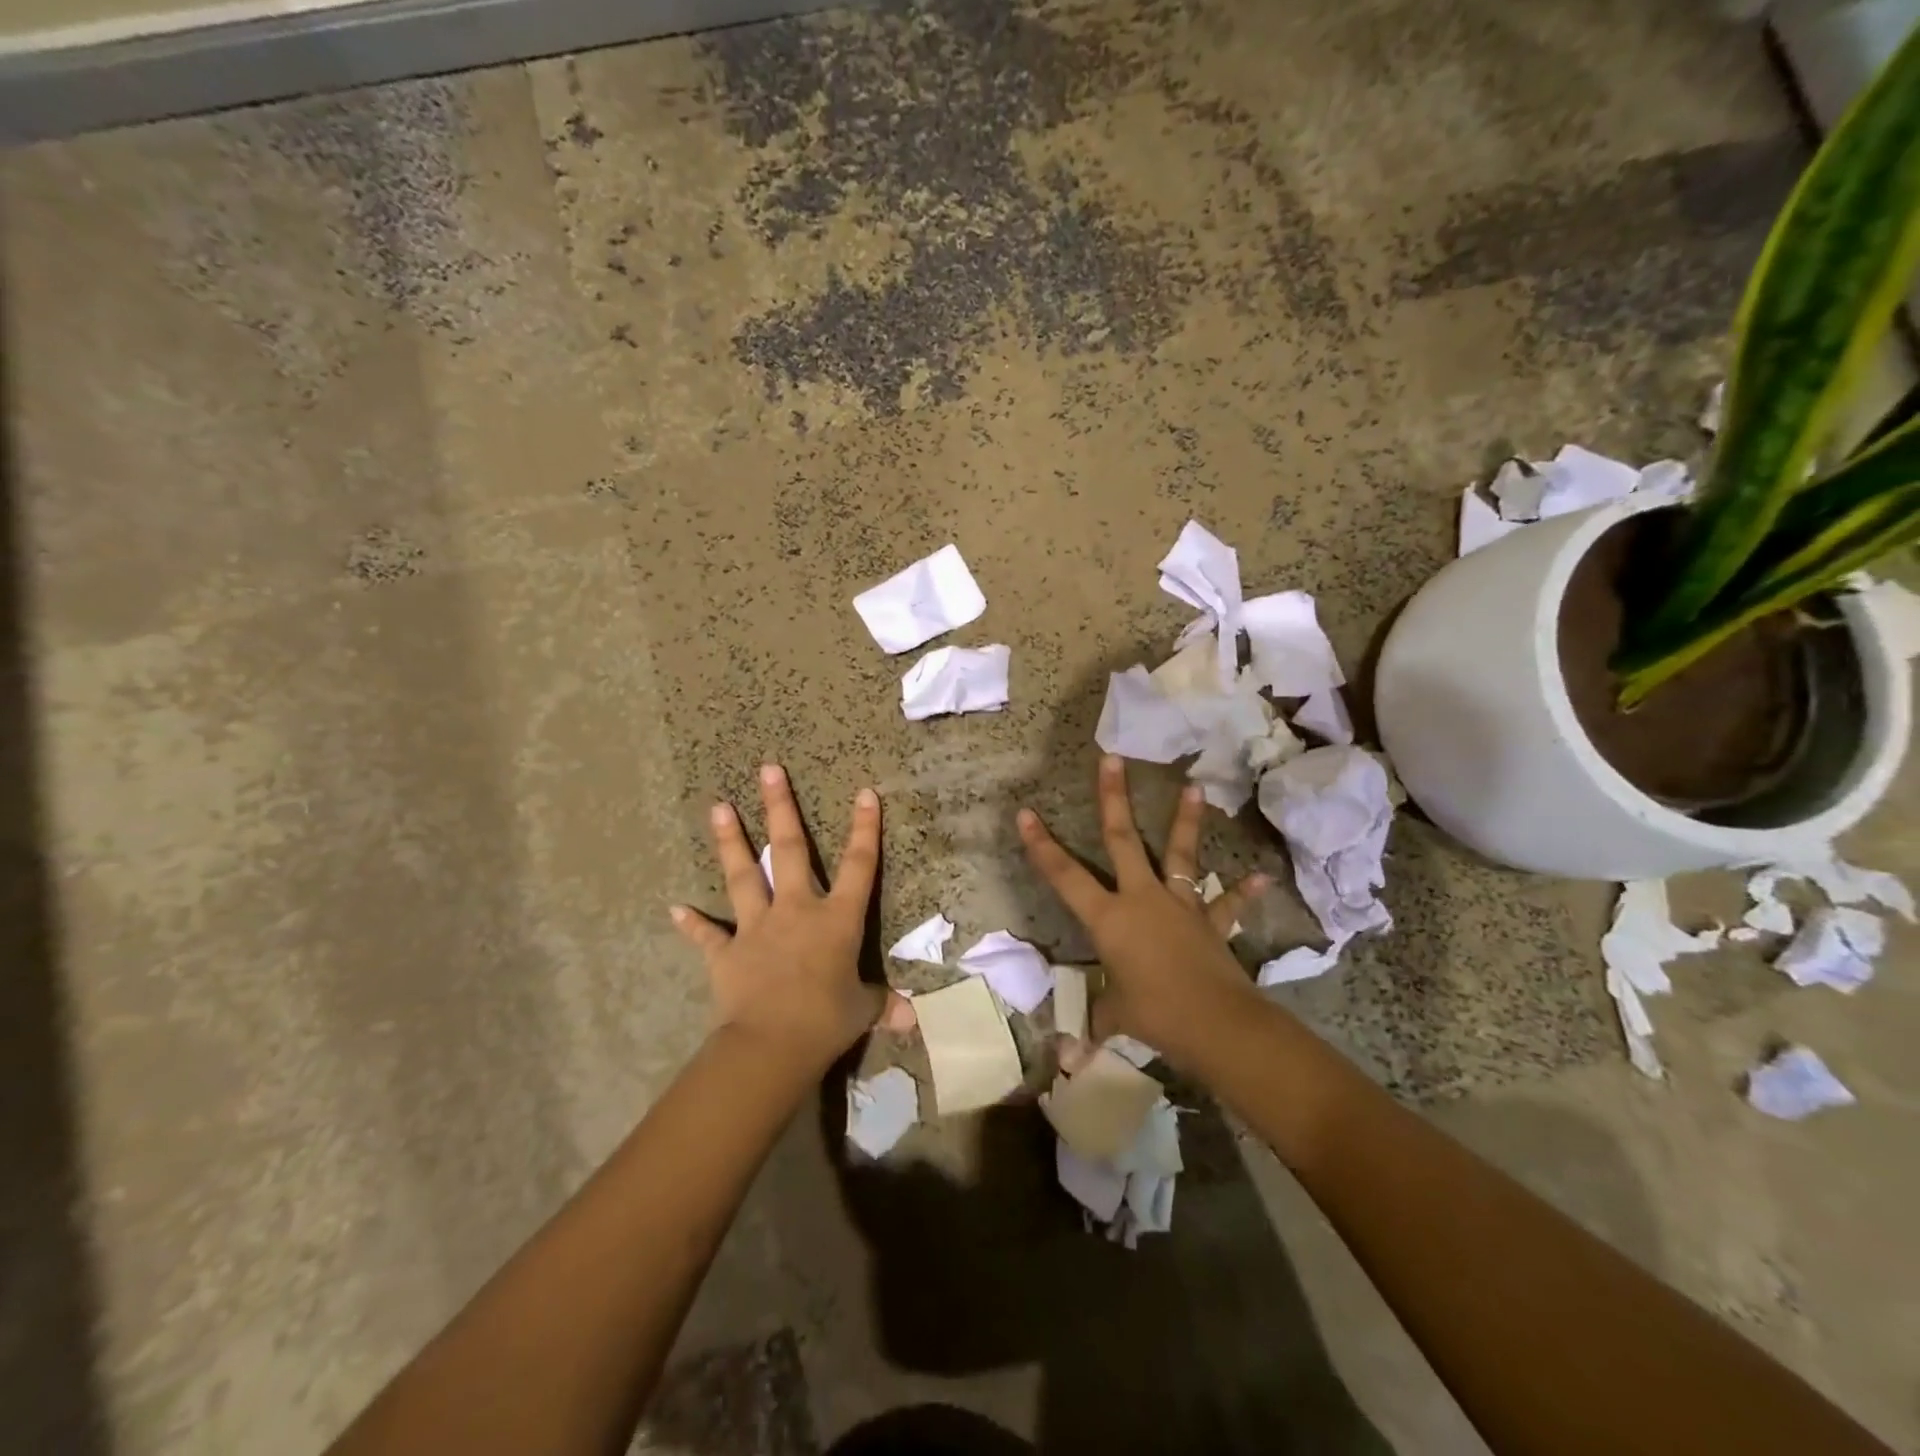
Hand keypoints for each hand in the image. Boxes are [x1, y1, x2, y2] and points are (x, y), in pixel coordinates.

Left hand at [672, 764, 899, 1070]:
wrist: (770, 1045)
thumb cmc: (826, 1021)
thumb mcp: (862, 1010)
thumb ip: (882, 1004)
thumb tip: (911, 1018)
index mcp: (836, 920)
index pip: (859, 865)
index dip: (864, 828)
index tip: (864, 792)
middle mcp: (796, 910)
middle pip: (789, 849)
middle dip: (780, 807)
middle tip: (769, 769)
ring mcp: (757, 928)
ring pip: (743, 875)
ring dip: (730, 841)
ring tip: (719, 806)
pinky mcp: (727, 953)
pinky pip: (708, 934)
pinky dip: (693, 923)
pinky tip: (675, 909)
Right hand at [1018, 755, 1267, 1061]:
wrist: (1217, 1024)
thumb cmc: (1155, 1016)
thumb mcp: (1115, 1018)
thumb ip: (1093, 1026)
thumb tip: (1070, 1059)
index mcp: (1109, 918)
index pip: (1065, 876)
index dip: (1042, 846)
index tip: (1026, 813)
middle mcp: (1142, 899)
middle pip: (1123, 840)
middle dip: (1113, 798)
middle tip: (1112, 758)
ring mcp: (1180, 905)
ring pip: (1179, 855)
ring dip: (1186, 821)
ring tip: (1196, 786)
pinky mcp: (1210, 922)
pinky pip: (1227, 904)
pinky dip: (1242, 892)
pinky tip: (1260, 877)